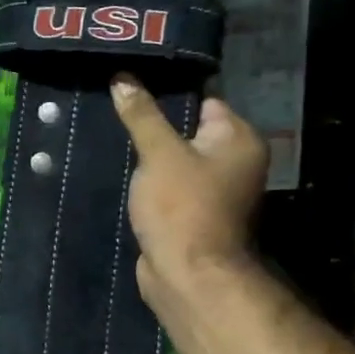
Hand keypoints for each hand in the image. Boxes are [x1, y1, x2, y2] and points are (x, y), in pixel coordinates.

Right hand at [110, 76, 268, 319]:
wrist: (187, 276)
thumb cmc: (181, 207)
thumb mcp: (158, 153)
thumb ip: (142, 115)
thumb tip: (123, 77)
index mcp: (239, 140)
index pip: (206, 101)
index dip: (170, 96)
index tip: (133, 89)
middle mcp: (235, 163)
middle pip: (189, 133)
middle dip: (155, 130)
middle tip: (117, 117)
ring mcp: (216, 193)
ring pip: (176, 163)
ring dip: (150, 161)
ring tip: (114, 144)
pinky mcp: (194, 217)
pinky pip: (170, 189)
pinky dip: (151, 186)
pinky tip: (123, 178)